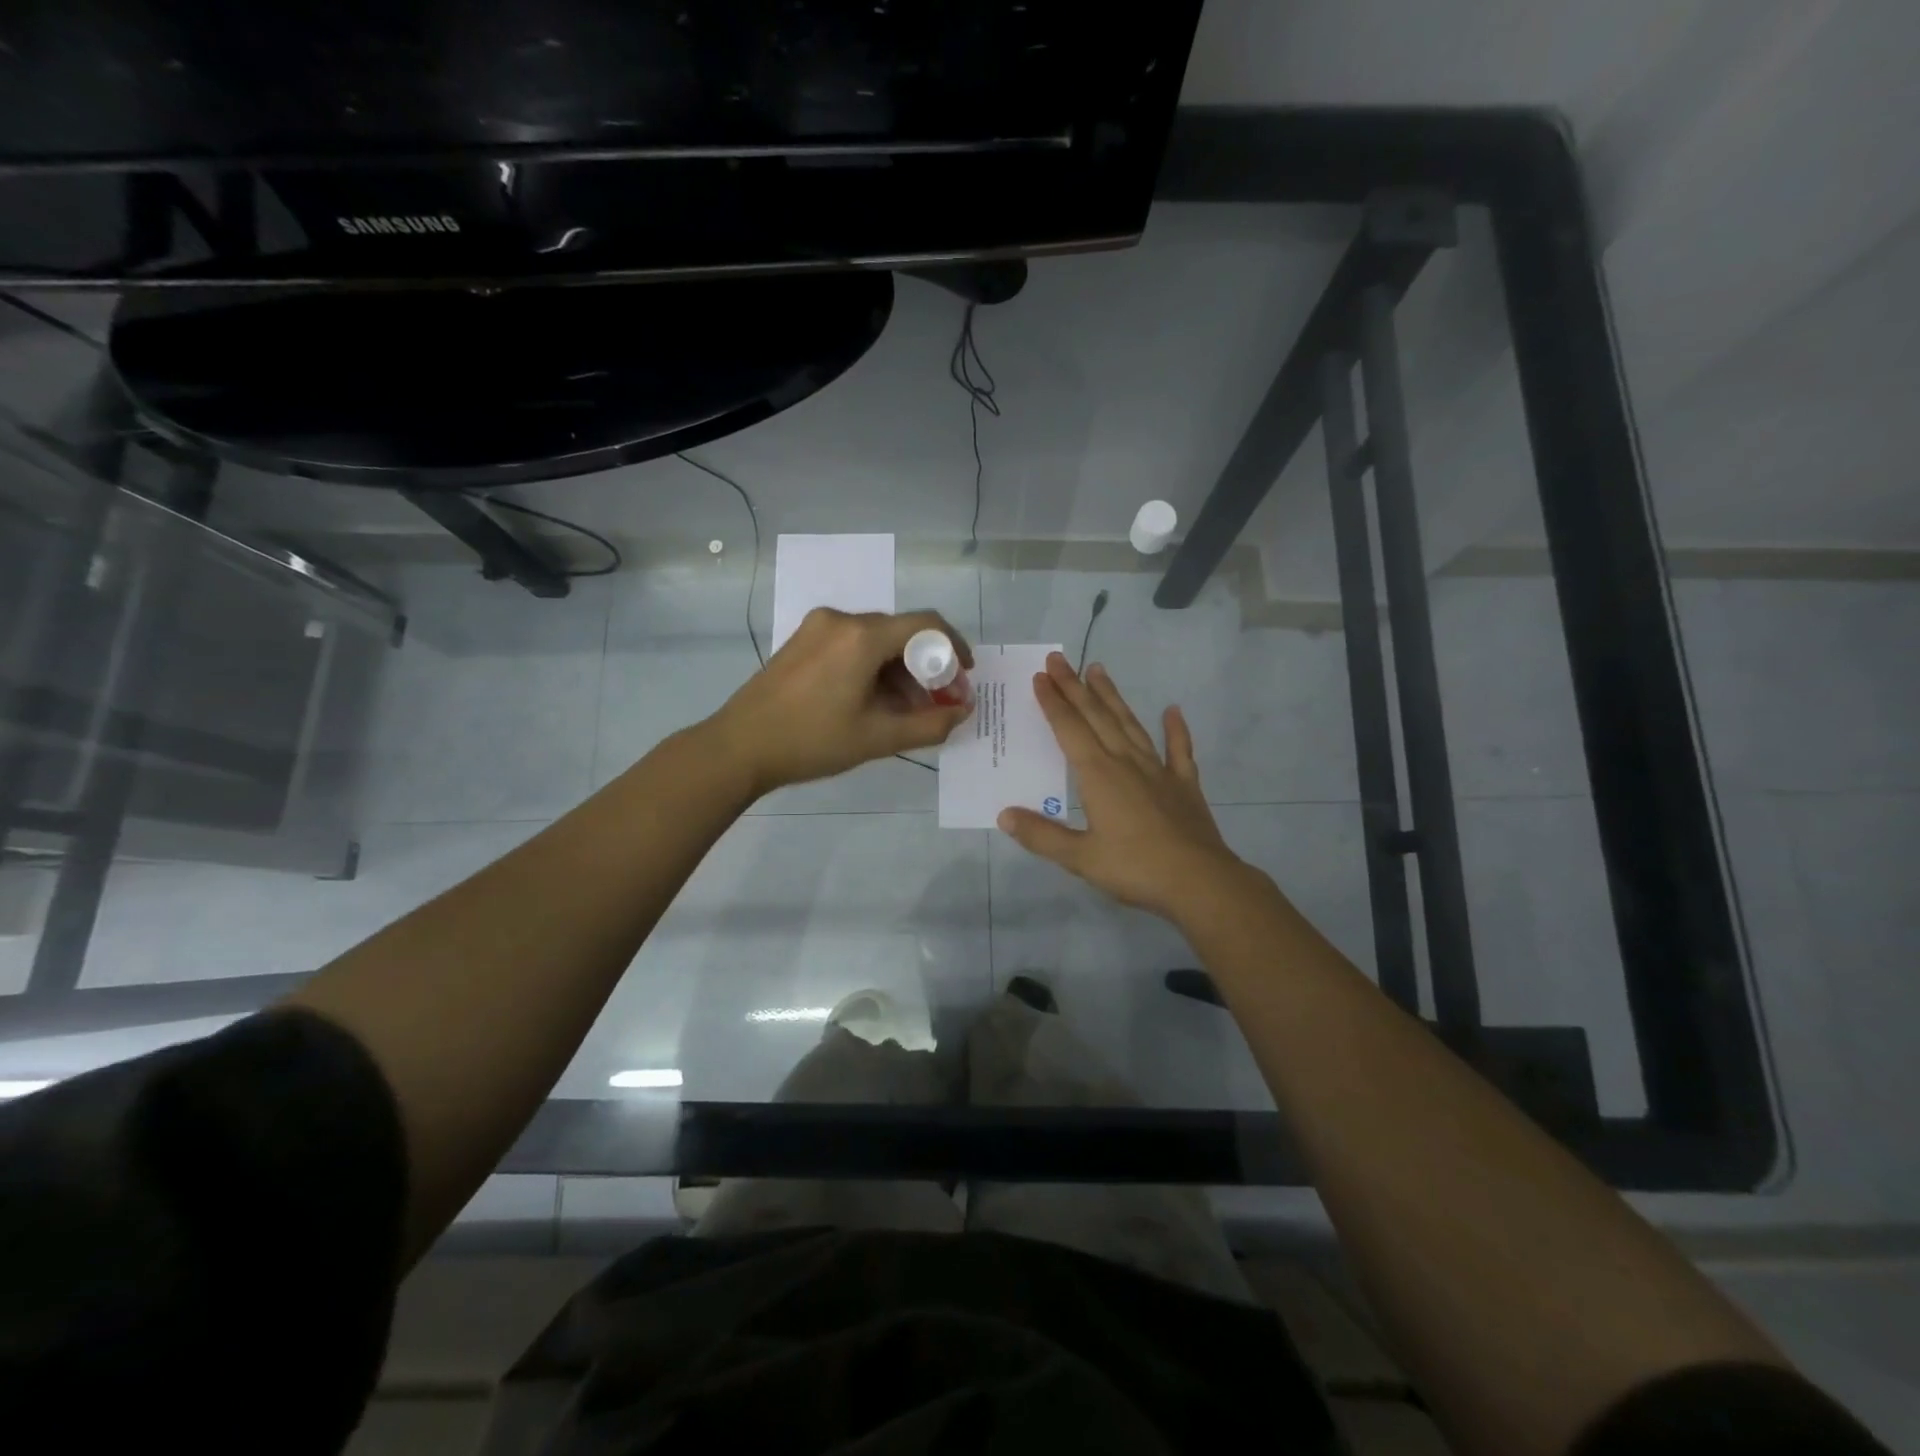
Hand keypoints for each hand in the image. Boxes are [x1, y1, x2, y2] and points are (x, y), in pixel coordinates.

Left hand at [708, 607, 973, 795]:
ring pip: (876, 640)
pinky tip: (873, 701)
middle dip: (926, 666)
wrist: (739, 747)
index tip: (964, 677)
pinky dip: (873, 667)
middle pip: (901, 633)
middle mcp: (841, 620)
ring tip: (906, 711)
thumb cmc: (812, 741)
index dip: (954, 647)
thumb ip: (930, 724)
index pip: (926, 624)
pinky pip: (852, 645)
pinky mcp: (802, 641)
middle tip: (937, 703)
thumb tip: (963, 712)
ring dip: (899, 670)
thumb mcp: (878, 738)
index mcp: (862, 636)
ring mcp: (817, 627)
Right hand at [997, 653, 1252, 920]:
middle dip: (1075, 687)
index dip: (1053, 702)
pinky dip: (1176, 730)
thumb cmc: (1135, 869)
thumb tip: (1004, 815)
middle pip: (1096, 717)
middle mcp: (1126, 762)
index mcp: (1098, 775)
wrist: (1200, 882)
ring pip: (1130, 725)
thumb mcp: (1080, 858)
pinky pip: (1179, 750)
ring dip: (1113, 698)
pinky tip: (1173, 711)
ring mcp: (1159, 771)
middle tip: (1059, 659)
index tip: (1041, 676)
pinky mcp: (1184, 785)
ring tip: (1099, 670)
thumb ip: (1041, 835)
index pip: (1070, 729)